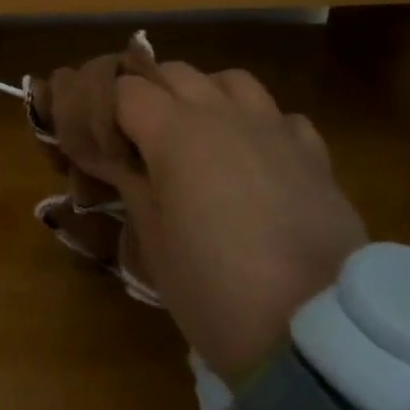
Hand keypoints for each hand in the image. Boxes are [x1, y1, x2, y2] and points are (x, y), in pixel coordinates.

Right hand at [103, 65, 367, 383]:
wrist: (316, 336)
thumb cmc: (215, 289)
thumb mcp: (153, 240)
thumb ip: (128, 183)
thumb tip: (107, 156)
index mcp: (175, 132)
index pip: (125, 90)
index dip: (102, 108)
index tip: (93, 139)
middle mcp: (224, 115)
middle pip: (174, 73)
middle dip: (147, 94)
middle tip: (134, 136)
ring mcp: (275, 130)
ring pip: (231, 81)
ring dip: (204, 95)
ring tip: (196, 133)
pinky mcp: (314, 156)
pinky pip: (280, 117)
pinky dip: (258, 124)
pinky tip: (254, 157)